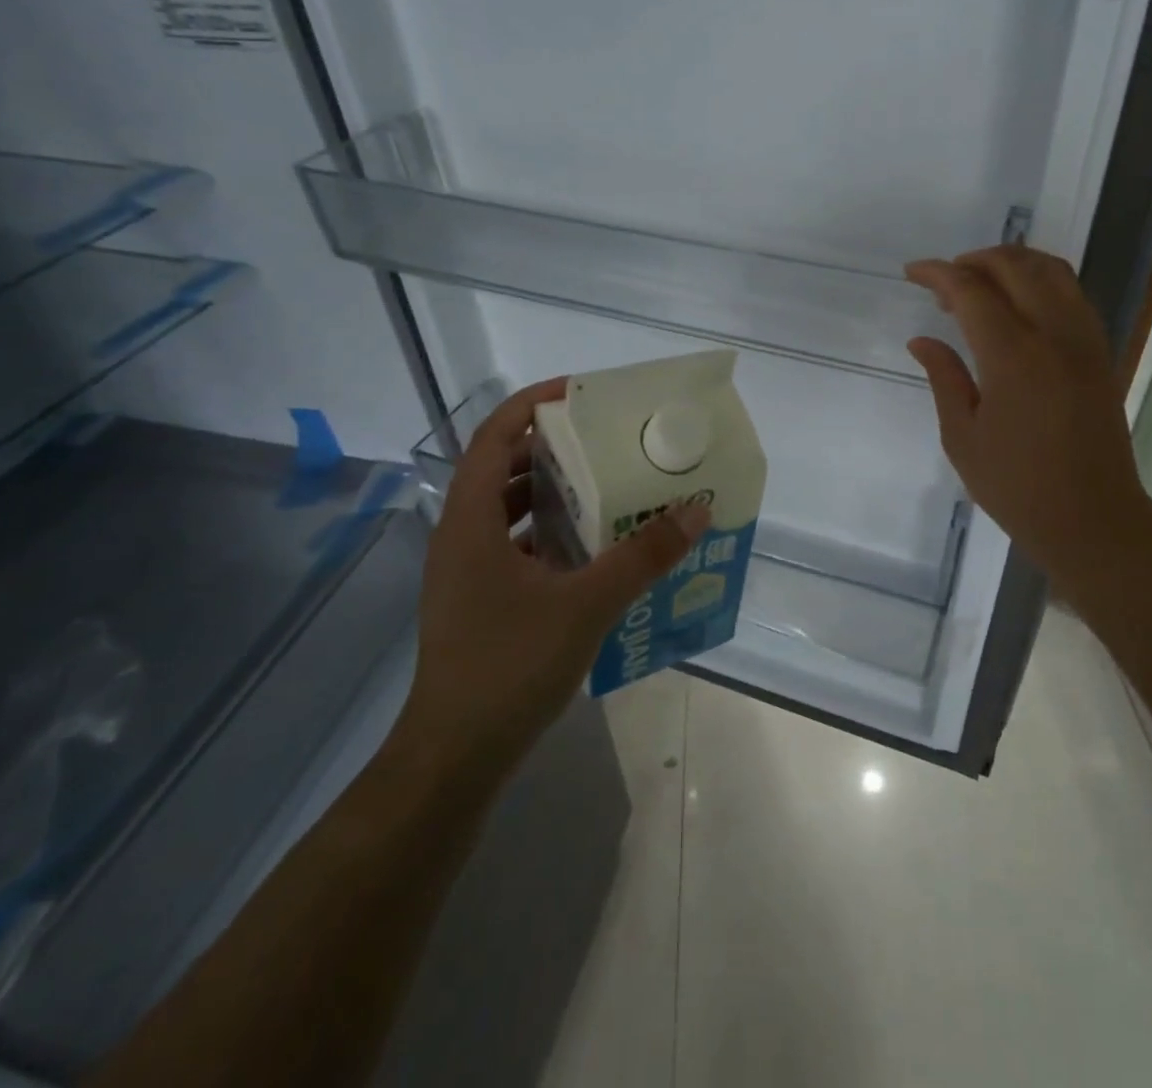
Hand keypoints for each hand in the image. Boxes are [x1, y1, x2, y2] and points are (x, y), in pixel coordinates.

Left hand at [398, 377, 709, 769]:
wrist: (454, 757)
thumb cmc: (509, 666)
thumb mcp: (586, 605)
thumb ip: (642, 556)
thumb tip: (696, 512)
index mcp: (471, 520)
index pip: (494, 435)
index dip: (531, 404)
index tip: (579, 393)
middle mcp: (461, 536)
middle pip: (503, 468)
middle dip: (552, 447)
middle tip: (606, 440)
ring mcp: (466, 571)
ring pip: (508, 510)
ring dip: (552, 492)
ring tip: (605, 486)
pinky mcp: (478, 601)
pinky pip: (514, 545)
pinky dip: (549, 534)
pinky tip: (591, 550)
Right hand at [905, 247, 1151, 596]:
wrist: (1092, 519)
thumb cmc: (1017, 486)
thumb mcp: (963, 436)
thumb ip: (944, 378)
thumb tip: (922, 341)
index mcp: (1013, 356)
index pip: (972, 291)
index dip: (938, 274)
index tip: (912, 272)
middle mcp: (1054, 335)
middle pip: (1016, 267)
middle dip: (974, 260)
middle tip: (943, 279)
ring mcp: (1084, 341)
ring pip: (1052, 271)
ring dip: (1012, 263)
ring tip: (979, 280)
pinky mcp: (1100, 353)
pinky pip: (1072, 294)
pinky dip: (1041, 281)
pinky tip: (1019, 303)